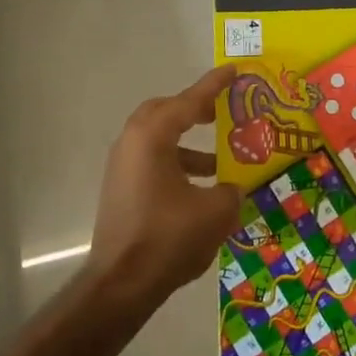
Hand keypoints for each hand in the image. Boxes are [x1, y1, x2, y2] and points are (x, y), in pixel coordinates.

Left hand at [89, 66, 241, 306]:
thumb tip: (233, 187)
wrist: (120, 284)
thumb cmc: (168, 238)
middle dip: (194, 109)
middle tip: (222, 112)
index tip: (234, 70)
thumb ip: (230, 189)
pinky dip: (177, 164)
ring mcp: (122, 167)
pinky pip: (152, 162)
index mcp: (152, 136)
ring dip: (188, 144)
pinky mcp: (121, 190)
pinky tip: (201, 189)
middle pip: (165, 112)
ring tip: (220, 160)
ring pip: (158, 139)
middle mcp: (132, 143)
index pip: (189, 101)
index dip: (215, 85)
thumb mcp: (215, 211)